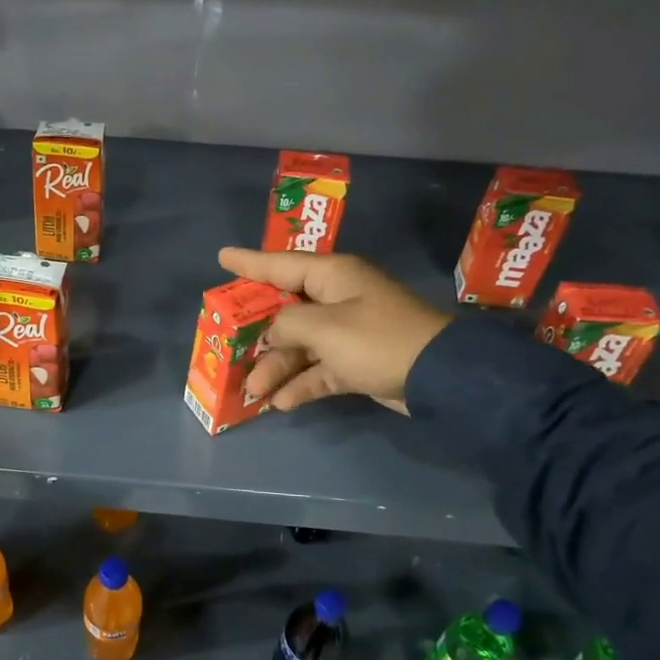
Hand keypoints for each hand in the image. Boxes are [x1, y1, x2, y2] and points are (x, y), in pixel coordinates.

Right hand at [217, 248, 451, 414]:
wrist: (438, 376)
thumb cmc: (376, 340)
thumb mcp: (324, 327)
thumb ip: (287, 325)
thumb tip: (273, 334)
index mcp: (332, 277)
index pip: (280, 265)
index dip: (249, 263)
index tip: (221, 257)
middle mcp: (338, 300)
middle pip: (286, 311)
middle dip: (257, 333)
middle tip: (228, 344)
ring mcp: (348, 333)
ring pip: (300, 346)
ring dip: (277, 367)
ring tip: (253, 391)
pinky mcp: (356, 363)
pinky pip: (319, 370)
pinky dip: (302, 385)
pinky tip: (282, 403)